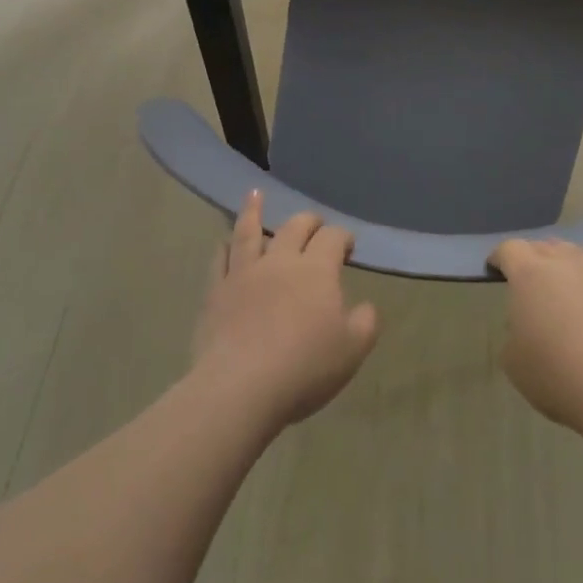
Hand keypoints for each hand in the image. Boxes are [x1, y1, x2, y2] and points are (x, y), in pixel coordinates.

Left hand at [191, 192, 379, 430]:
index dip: (343, 237)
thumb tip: (366, 306)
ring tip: (255, 193)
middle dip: (309, 221)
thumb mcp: (353, 349)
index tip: (348, 247)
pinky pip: (220, 260)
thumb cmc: (304, 368)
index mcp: (317, 269)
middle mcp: (280, 261)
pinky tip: (223, 242)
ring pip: (250, 232)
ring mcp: (244, 273)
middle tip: (315, 225)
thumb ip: (366, 322)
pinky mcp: (216, 292)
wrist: (240, 388)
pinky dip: (224, 247)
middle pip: (295, 227)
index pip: (333, 237)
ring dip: (254, 211)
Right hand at [489, 238, 582, 433]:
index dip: (499, 258)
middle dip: (530, 258)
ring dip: (561, 261)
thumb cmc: (557, 375)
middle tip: (528, 282)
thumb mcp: (513, 360)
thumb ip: (513, 331)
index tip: (495, 270)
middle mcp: (563, 261)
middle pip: (541, 246)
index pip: (509, 249)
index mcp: (529, 273)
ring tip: (561, 283)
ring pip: (573, 251)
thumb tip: (528, 323)